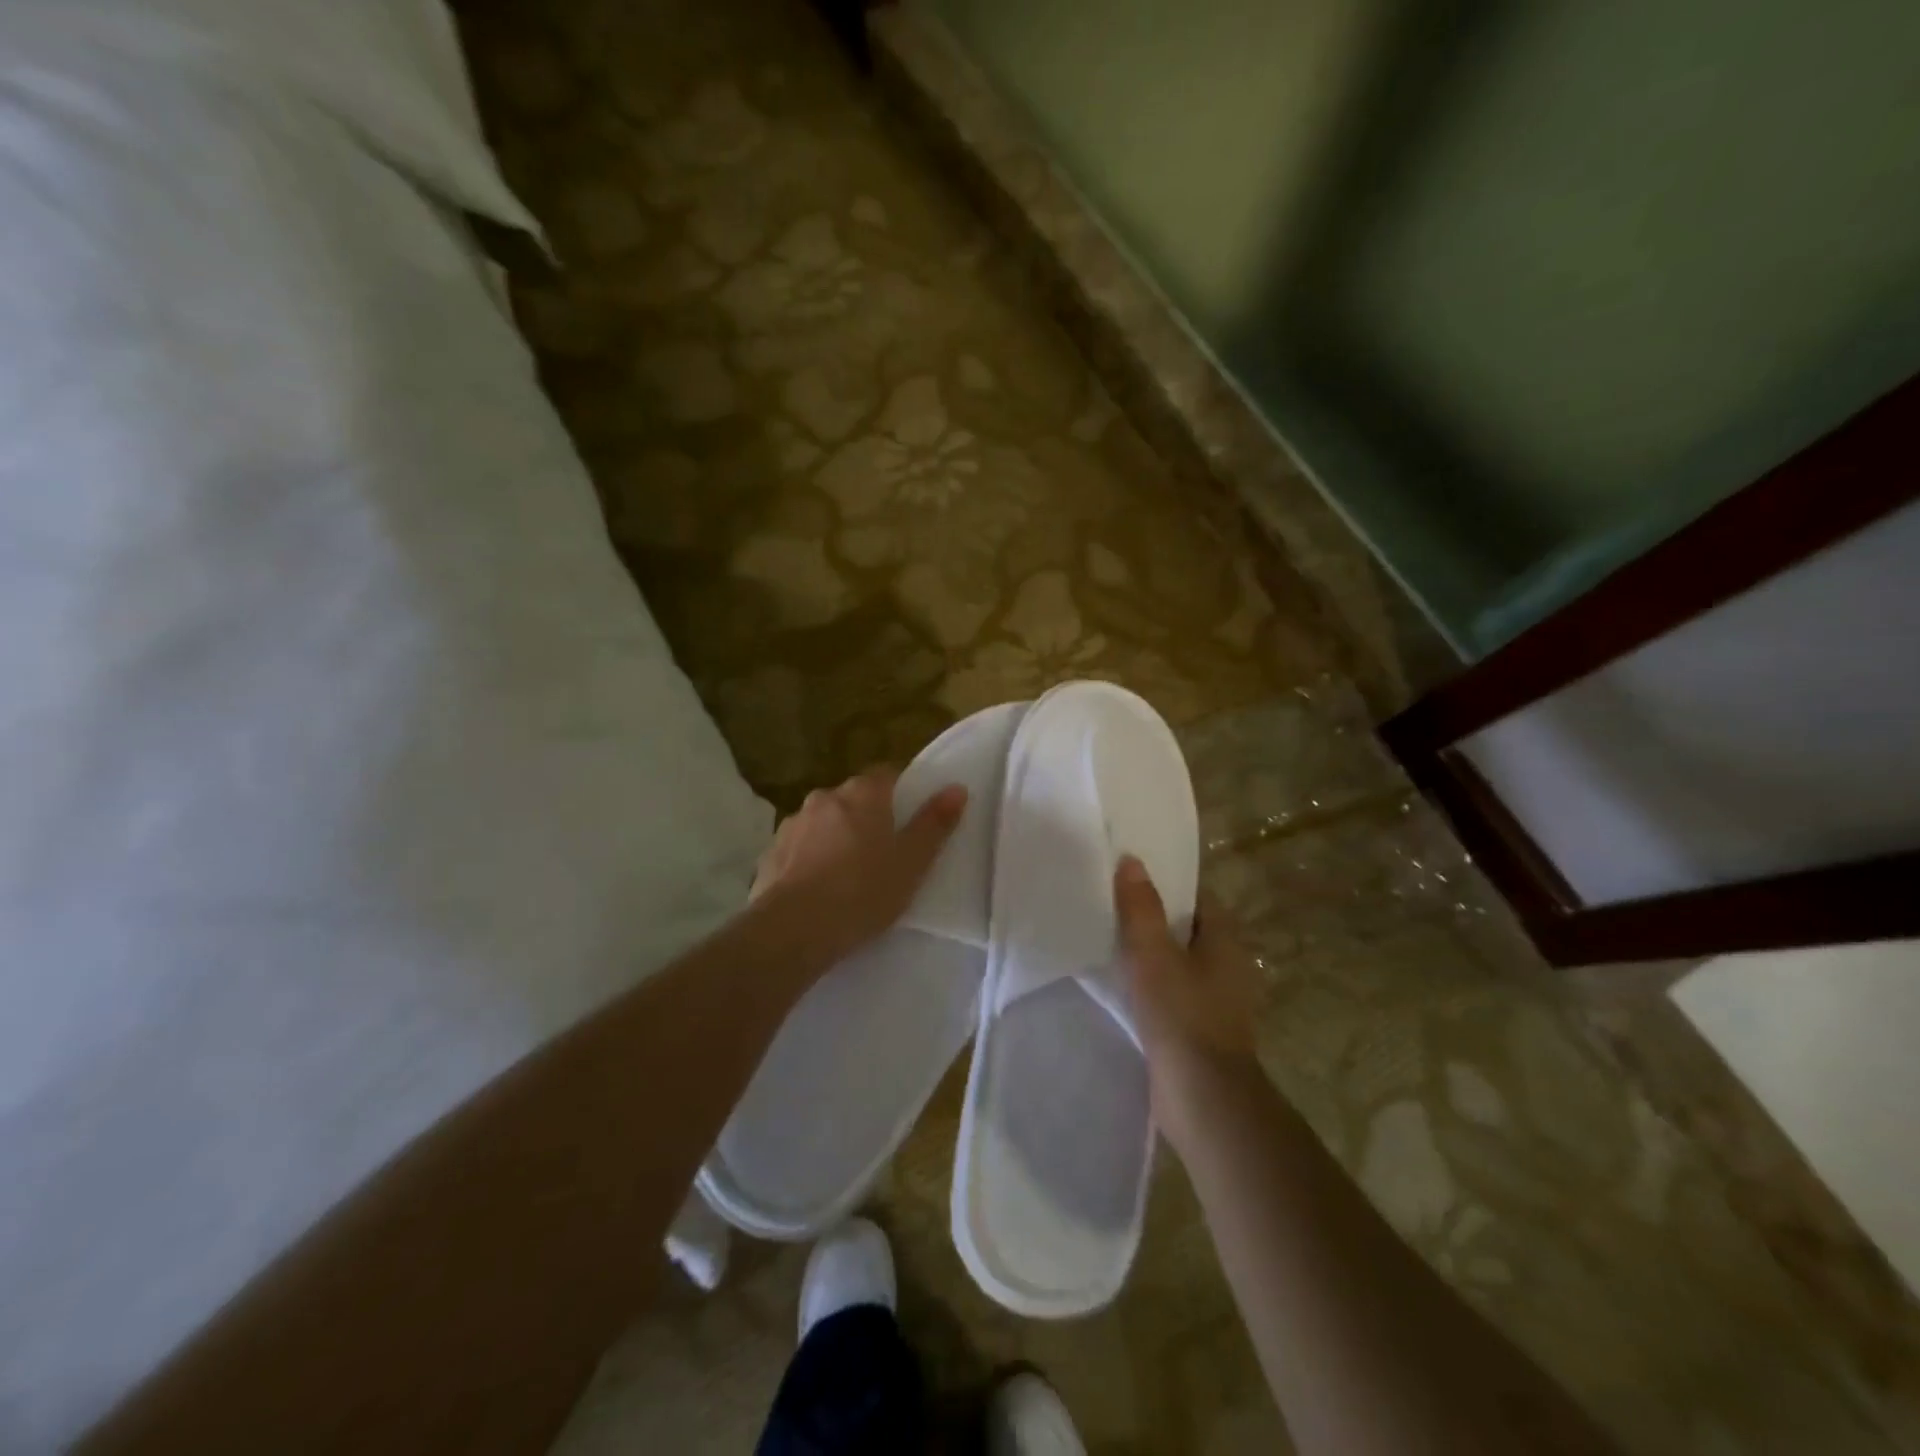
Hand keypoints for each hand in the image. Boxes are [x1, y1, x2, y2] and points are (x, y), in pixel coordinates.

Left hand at [753, 768, 967, 969]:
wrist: (794, 929)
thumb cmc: (863, 891)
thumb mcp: (912, 862)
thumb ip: (934, 823)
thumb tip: (957, 787)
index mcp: (862, 794)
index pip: (887, 774)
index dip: (900, 791)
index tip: (909, 818)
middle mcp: (825, 797)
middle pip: (853, 798)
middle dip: (867, 817)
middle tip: (883, 852)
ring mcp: (793, 824)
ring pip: (824, 822)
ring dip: (835, 837)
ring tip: (848, 875)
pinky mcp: (771, 852)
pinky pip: (799, 848)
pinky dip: (810, 859)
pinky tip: (818, 889)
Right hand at [1114, 856, 1262, 1142]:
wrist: (1204, 1099)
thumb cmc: (1183, 1016)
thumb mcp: (1154, 955)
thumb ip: (1141, 909)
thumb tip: (1132, 861)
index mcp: (1226, 941)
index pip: (1198, 898)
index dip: (1168, 884)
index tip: (1132, 875)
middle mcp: (1228, 966)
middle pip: (1188, 929)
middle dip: (1154, 917)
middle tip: (1112, 903)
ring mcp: (1216, 1001)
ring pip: (1178, 962)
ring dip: (1150, 953)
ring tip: (1108, 938)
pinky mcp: (1199, 1029)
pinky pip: (1171, 993)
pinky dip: (1150, 984)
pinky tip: (1120, 984)